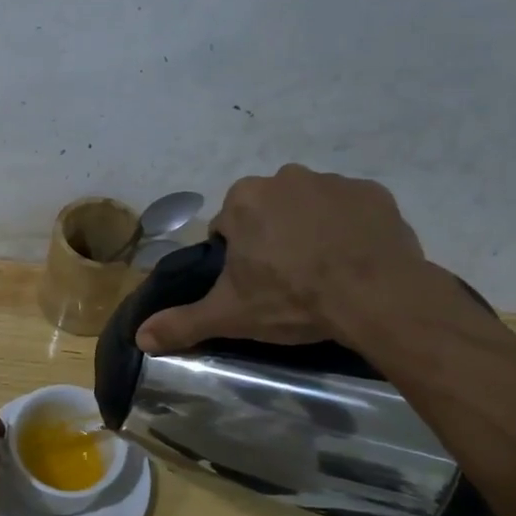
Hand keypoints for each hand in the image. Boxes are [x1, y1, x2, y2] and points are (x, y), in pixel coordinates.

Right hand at [136, 165, 432, 353]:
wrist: (376, 296)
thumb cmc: (292, 299)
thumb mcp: (230, 315)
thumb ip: (182, 323)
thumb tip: (139, 338)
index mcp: (244, 200)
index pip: (227, 227)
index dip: (236, 258)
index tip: (253, 284)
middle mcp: (285, 178)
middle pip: (267, 213)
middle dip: (271, 239)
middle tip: (286, 281)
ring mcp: (333, 182)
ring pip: (308, 208)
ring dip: (309, 231)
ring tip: (323, 273)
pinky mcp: (373, 193)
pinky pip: (350, 210)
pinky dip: (348, 229)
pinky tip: (354, 261)